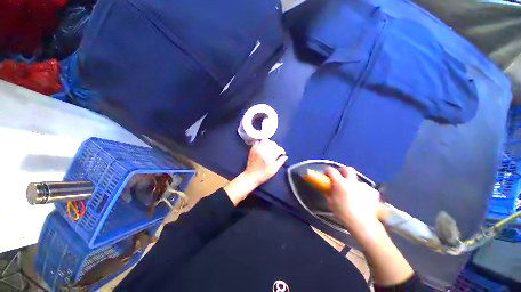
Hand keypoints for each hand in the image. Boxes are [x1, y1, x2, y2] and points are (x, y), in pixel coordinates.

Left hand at [224, 140, 287, 205]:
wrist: (251, 176)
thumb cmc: (264, 174)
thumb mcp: (274, 170)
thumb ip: (281, 161)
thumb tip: (285, 156)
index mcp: (270, 156)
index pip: (278, 149)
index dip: (282, 151)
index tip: (282, 154)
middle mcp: (263, 151)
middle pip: (273, 143)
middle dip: (276, 147)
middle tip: (276, 151)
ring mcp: (257, 149)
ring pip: (265, 140)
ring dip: (269, 143)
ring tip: (269, 148)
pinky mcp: (252, 149)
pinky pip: (258, 142)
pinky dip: (261, 143)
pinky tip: (262, 148)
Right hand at [324, 166, 383, 239]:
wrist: (362, 223)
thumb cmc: (343, 213)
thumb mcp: (331, 203)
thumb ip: (329, 193)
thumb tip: (327, 189)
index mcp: (340, 183)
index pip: (332, 170)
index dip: (328, 171)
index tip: (327, 175)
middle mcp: (352, 182)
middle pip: (347, 169)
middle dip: (343, 171)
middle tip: (341, 177)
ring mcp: (364, 186)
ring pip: (358, 180)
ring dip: (354, 184)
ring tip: (354, 193)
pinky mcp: (373, 192)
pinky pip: (366, 189)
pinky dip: (364, 192)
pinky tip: (363, 199)